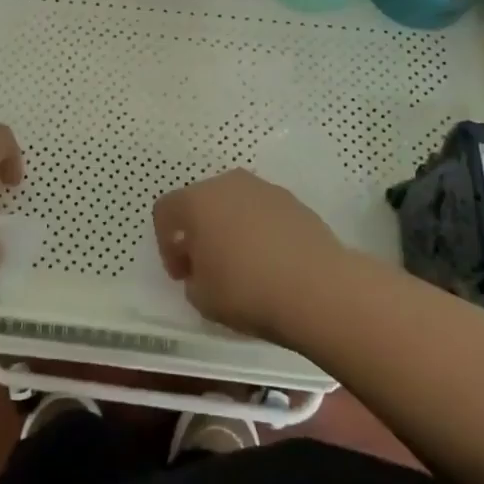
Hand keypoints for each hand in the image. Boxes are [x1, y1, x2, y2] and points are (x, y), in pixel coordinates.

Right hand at [152, 170, 345, 338]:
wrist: (318, 287)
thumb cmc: (247, 290)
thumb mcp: (202, 298)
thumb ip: (192, 279)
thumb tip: (203, 270)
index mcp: (198, 201)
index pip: (165, 211)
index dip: (166, 244)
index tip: (181, 275)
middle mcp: (229, 184)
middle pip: (202, 202)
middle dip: (199, 232)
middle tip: (207, 267)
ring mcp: (265, 189)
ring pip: (235, 204)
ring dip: (230, 228)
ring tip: (242, 265)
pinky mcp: (294, 202)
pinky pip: (264, 213)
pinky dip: (260, 231)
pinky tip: (271, 262)